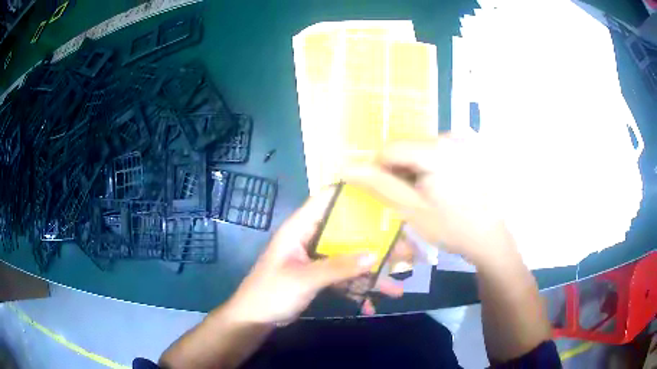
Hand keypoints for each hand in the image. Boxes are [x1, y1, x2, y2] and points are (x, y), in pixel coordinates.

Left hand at [225, 187, 403, 324]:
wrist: (254, 320)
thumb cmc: (271, 293)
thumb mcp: (304, 279)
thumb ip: (338, 267)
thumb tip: (375, 255)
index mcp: (300, 228)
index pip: (327, 199)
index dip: (352, 193)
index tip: (383, 196)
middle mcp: (310, 238)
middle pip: (346, 231)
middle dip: (373, 241)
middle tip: (402, 248)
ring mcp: (316, 259)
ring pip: (348, 257)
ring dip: (370, 273)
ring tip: (396, 288)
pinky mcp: (318, 276)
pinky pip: (343, 277)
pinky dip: (356, 289)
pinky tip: (371, 306)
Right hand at [344, 135, 517, 265]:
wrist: (490, 238)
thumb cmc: (451, 227)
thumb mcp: (411, 209)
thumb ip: (379, 185)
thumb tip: (345, 168)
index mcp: (436, 149)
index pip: (390, 149)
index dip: (381, 171)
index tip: (389, 195)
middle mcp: (450, 136)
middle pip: (407, 147)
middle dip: (401, 171)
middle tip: (410, 199)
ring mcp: (463, 141)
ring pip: (421, 150)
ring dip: (416, 170)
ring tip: (428, 196)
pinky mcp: (470, 149)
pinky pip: (438, 151)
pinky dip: (431, 167)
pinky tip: (442, 188)